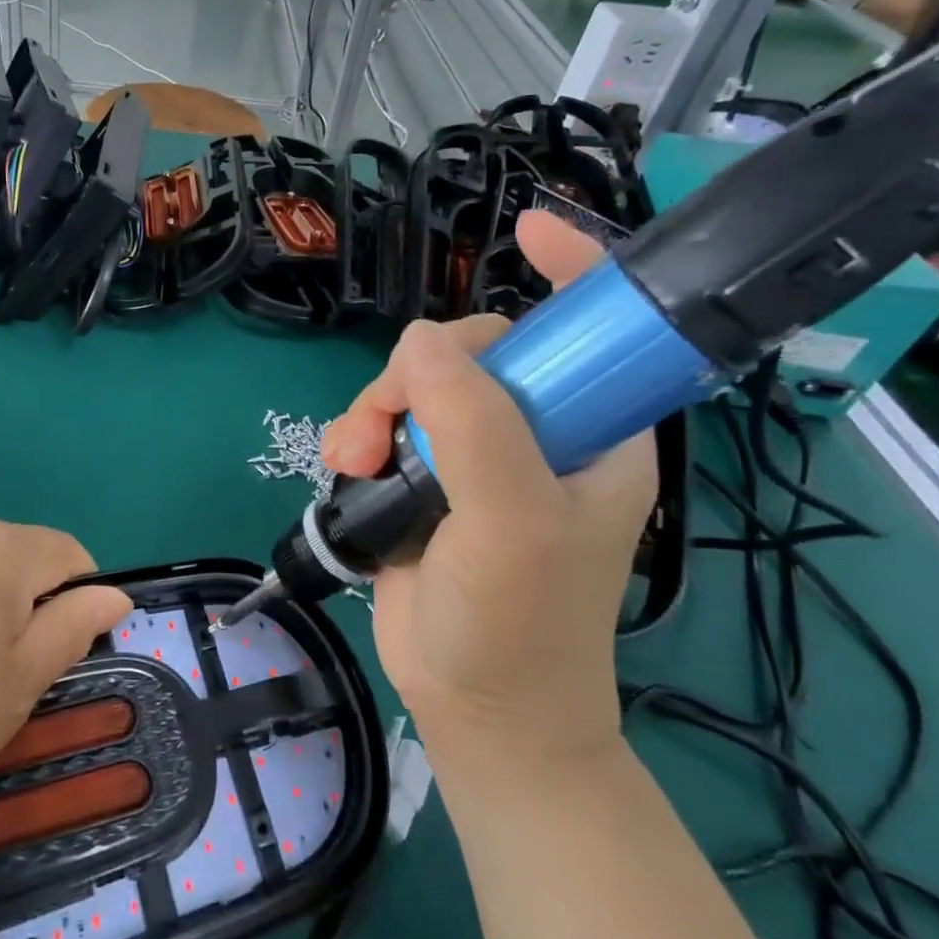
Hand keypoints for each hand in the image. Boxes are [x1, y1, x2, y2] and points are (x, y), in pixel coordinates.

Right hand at [320, 212, 656, 768]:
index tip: (523, 230)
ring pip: (414, 382)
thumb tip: (417, 344)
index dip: (569, 269)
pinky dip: (353, 433)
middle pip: (471, 348)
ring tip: (355, 461)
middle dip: (417, 375)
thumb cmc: (519, 624)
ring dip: (373, 409)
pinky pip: (381, 418)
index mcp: (590, 428)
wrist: (473, 709)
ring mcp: (473, 450)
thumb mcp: (512, 524)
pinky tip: (344, 466)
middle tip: (383, 428)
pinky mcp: (422, 473)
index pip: (594, 326)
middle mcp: (534, 428)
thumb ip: (475, 428)